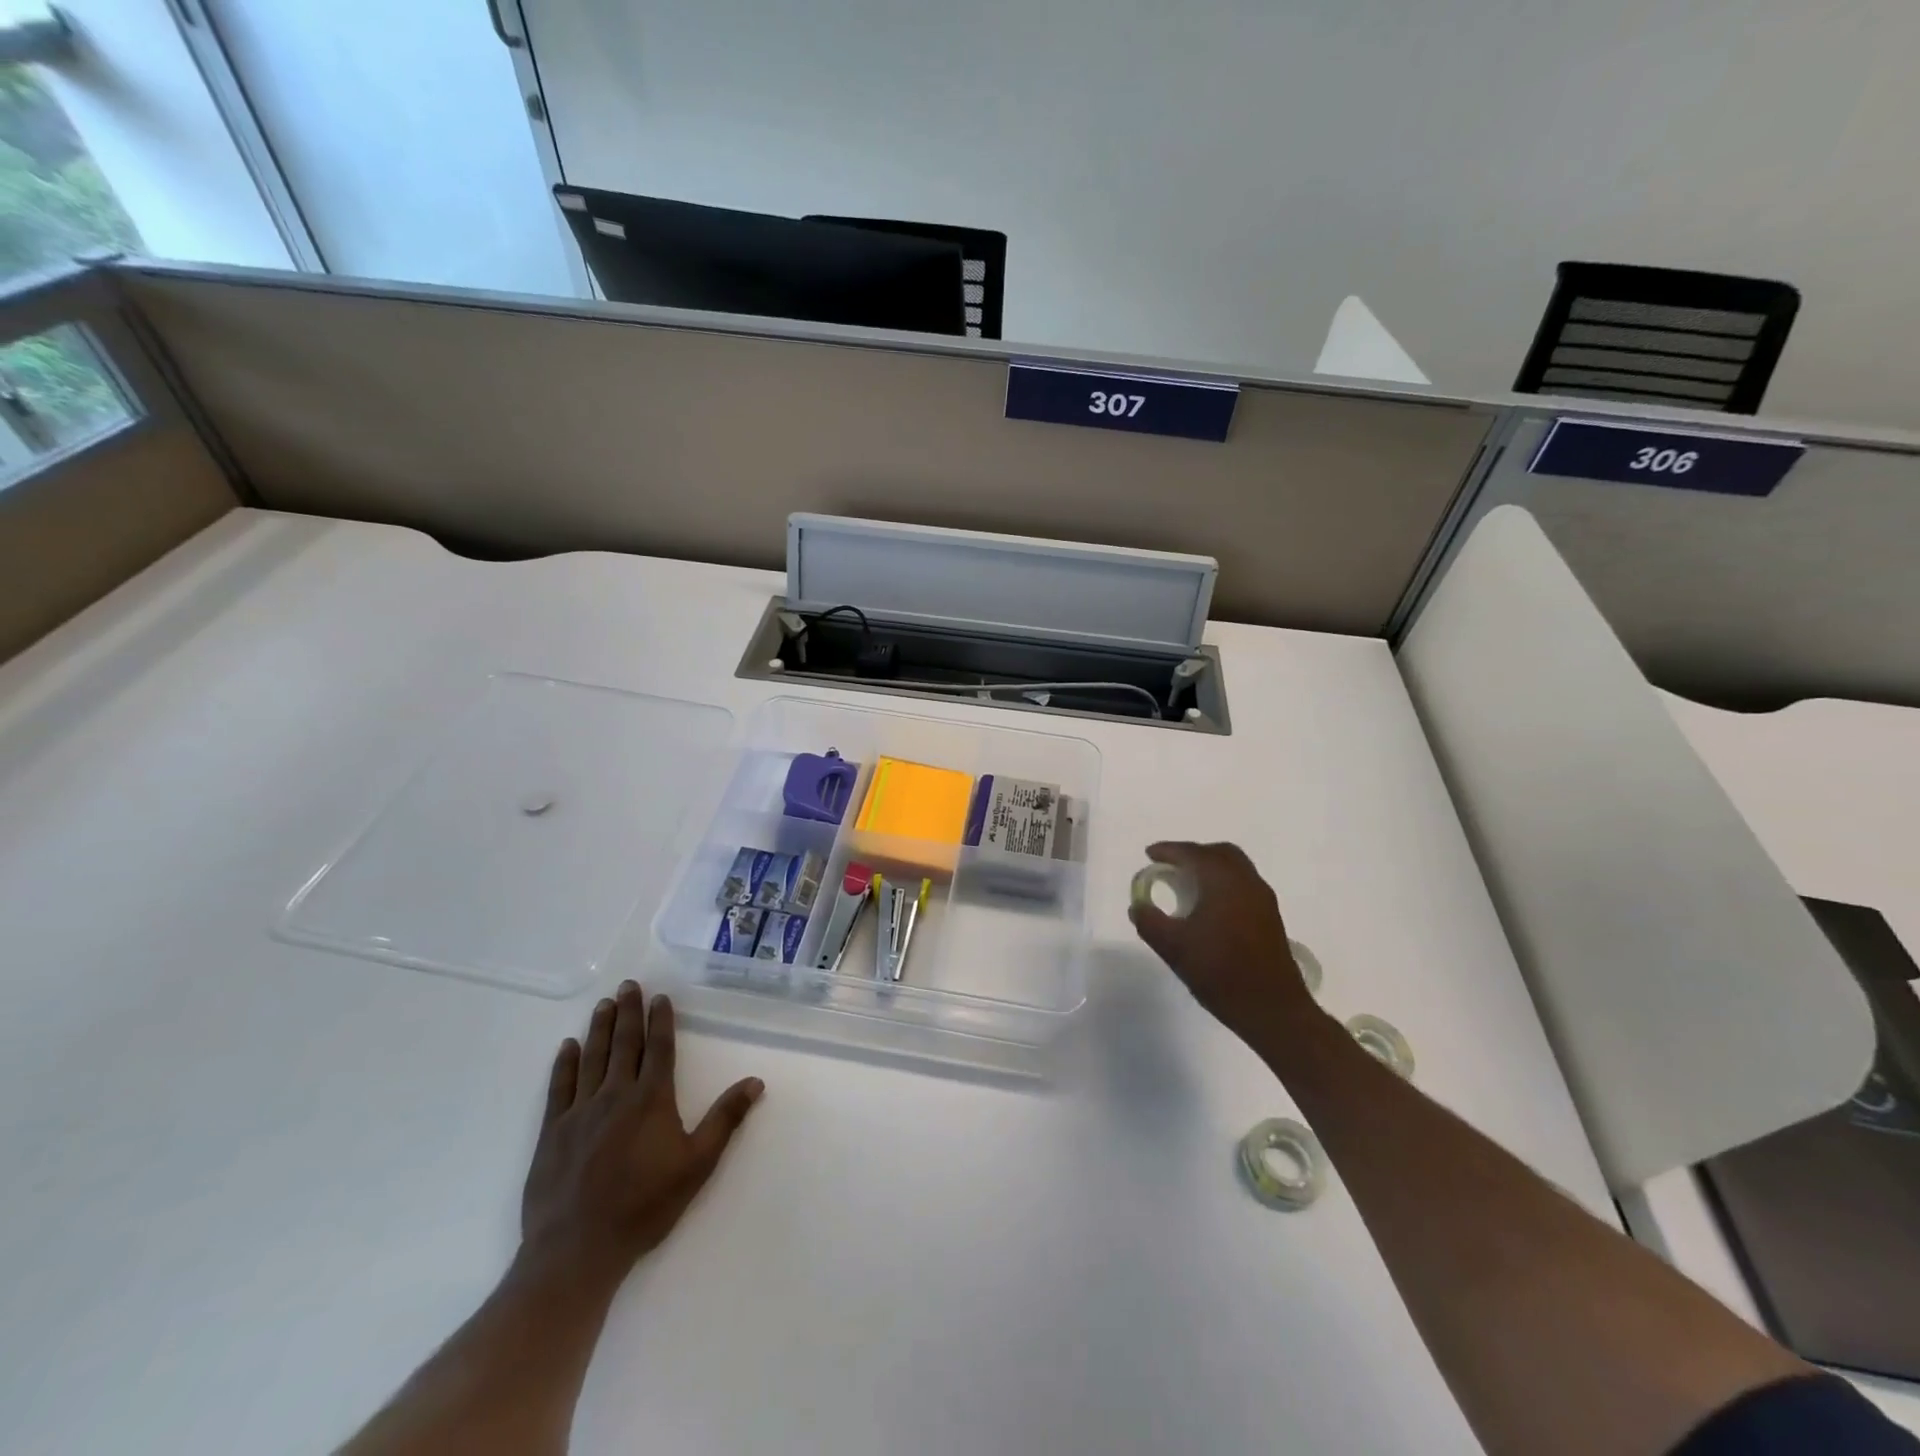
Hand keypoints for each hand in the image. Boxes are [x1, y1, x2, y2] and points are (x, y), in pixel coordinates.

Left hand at [520, 980, 763, 1284]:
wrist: (576, 1250)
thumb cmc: (644, 1206)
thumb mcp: (697, 1165)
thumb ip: (725, 1119)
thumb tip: (756, 1081)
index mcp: (651, 1099)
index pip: (659, 1048)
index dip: (660, 1021)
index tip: (659, 997)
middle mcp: (616, 1094)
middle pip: (624, 1044)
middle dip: (628, 1012)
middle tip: (628, 985)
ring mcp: (580, 1111)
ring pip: (592, 1057)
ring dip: (599, 1028)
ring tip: (604, 1004)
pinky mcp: (553, 1132)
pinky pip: (560, 1087)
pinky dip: (565, 1063)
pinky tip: (568, 1046)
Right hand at [1128, 842, 1318, 1045]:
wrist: (1273, 1009)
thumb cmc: (1221, 972)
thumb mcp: (1174, 948)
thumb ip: (1150, 922)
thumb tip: (1137, 906)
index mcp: (1224, 882)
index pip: (1193, 854)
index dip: (1169, 850)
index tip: (1149, 854)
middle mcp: (1247, 882)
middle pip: (1219, 853)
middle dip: (1193, 854)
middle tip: (1170, 866)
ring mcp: (1262, 899)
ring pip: (1235, 868)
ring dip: (1210, 868)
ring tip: (1186, 885)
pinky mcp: (1270, 917)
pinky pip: (1243, 884)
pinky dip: (1222, 883)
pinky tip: (1208, 906)